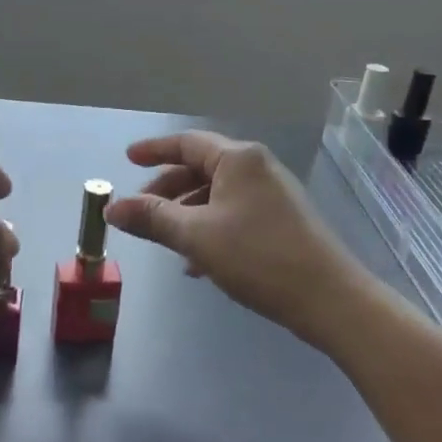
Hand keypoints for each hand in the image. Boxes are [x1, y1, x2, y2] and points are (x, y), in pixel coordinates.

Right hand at [105, 132, 361, 348]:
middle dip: (166, 189)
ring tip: (165, 242)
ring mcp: (273, 194)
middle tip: (140, 210)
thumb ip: (152, 218)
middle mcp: (256, 167)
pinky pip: (233, 214)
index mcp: (237, 159)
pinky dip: (209, 229)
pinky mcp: (282, 221)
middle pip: (200, 168)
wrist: (330, 299)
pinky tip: (197, 263)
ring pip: (216, 195)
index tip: (128, 159)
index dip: (154, 150)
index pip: (186, 143)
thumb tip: (112, 209)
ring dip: (186, 214)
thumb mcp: (196, 236)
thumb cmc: (258, 257)